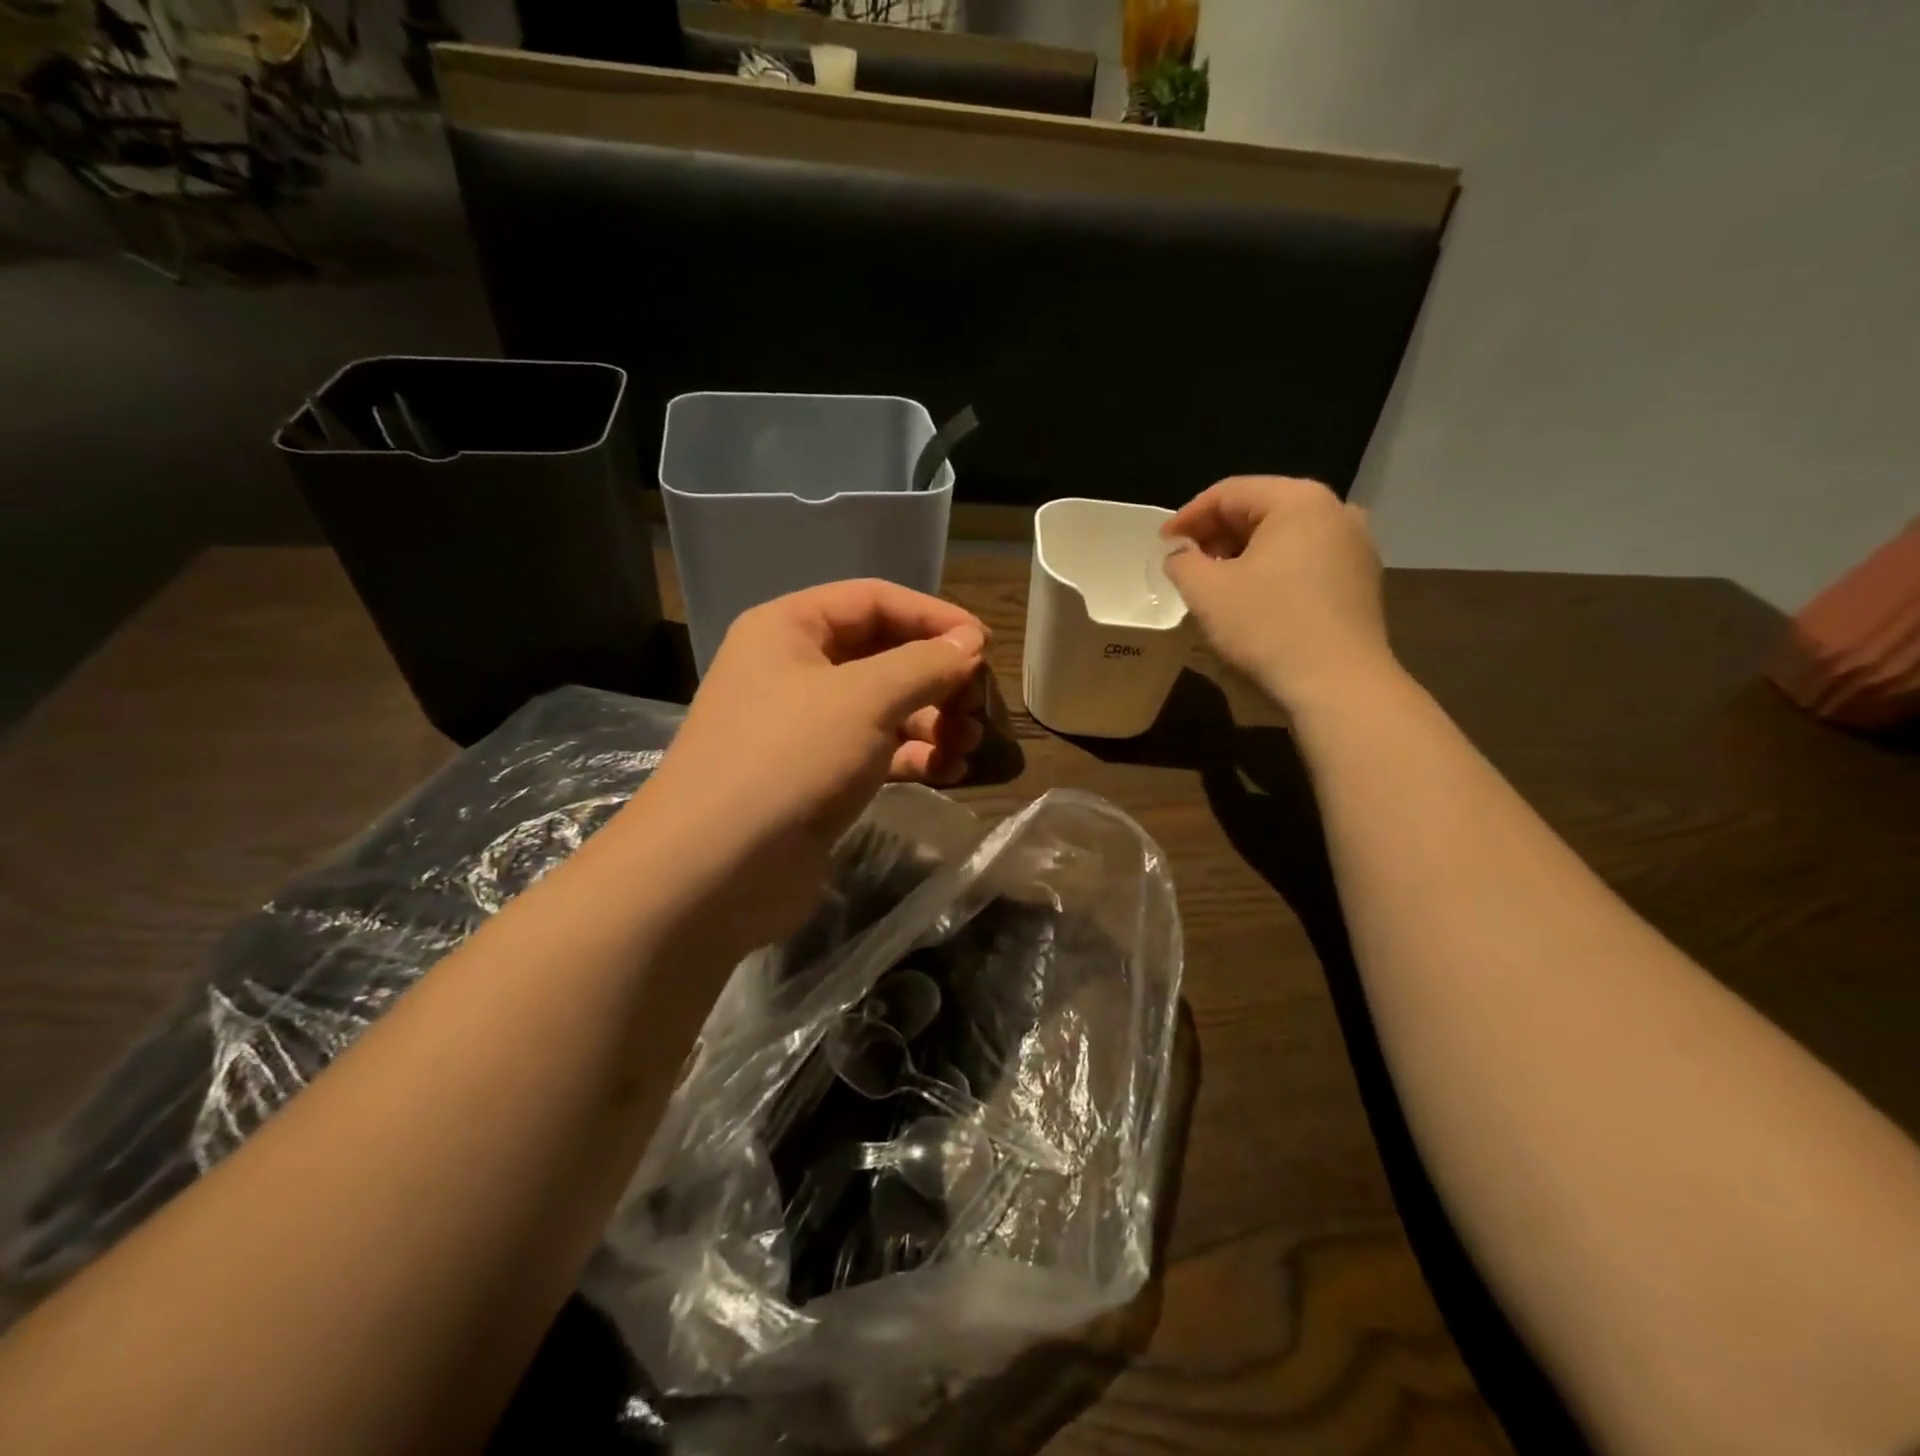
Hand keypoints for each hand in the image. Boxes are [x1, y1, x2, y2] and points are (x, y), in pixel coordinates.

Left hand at [621, 580, 987, 955]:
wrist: (716, 871)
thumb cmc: (789, 760)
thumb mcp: (866, 698)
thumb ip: (925, 664)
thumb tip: (971, 644)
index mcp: (790, 628)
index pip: (875, 601)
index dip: (934, 618)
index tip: (984, 647)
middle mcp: (794, 670)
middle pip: (883, 656)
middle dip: (937, 679)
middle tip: (979, 708)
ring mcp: (803, 728)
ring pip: (884, 708)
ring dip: (932, 722)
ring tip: (967, 746)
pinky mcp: (815, 777)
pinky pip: (875, 752)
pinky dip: (913, 757)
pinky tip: (949, 773)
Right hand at [1163, 476, 1396, 711]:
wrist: (1338, 684)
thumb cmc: (1268, 628)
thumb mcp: (1207, 592)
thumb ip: (1182, 562)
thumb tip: (1180, 555)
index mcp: (1298, 500)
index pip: (1229, 492)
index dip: (1187, 516)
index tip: (1162, 545)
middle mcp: (1335, 511)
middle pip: (1260, 509)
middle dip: (1216, 534)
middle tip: (1185, 563)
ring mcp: (1354, 545)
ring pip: (1283, 536)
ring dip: (1242, 554)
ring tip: (1214, 583)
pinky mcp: (1360, 579)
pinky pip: (1305, 559)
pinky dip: (1272, 569)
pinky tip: (1252, 598)